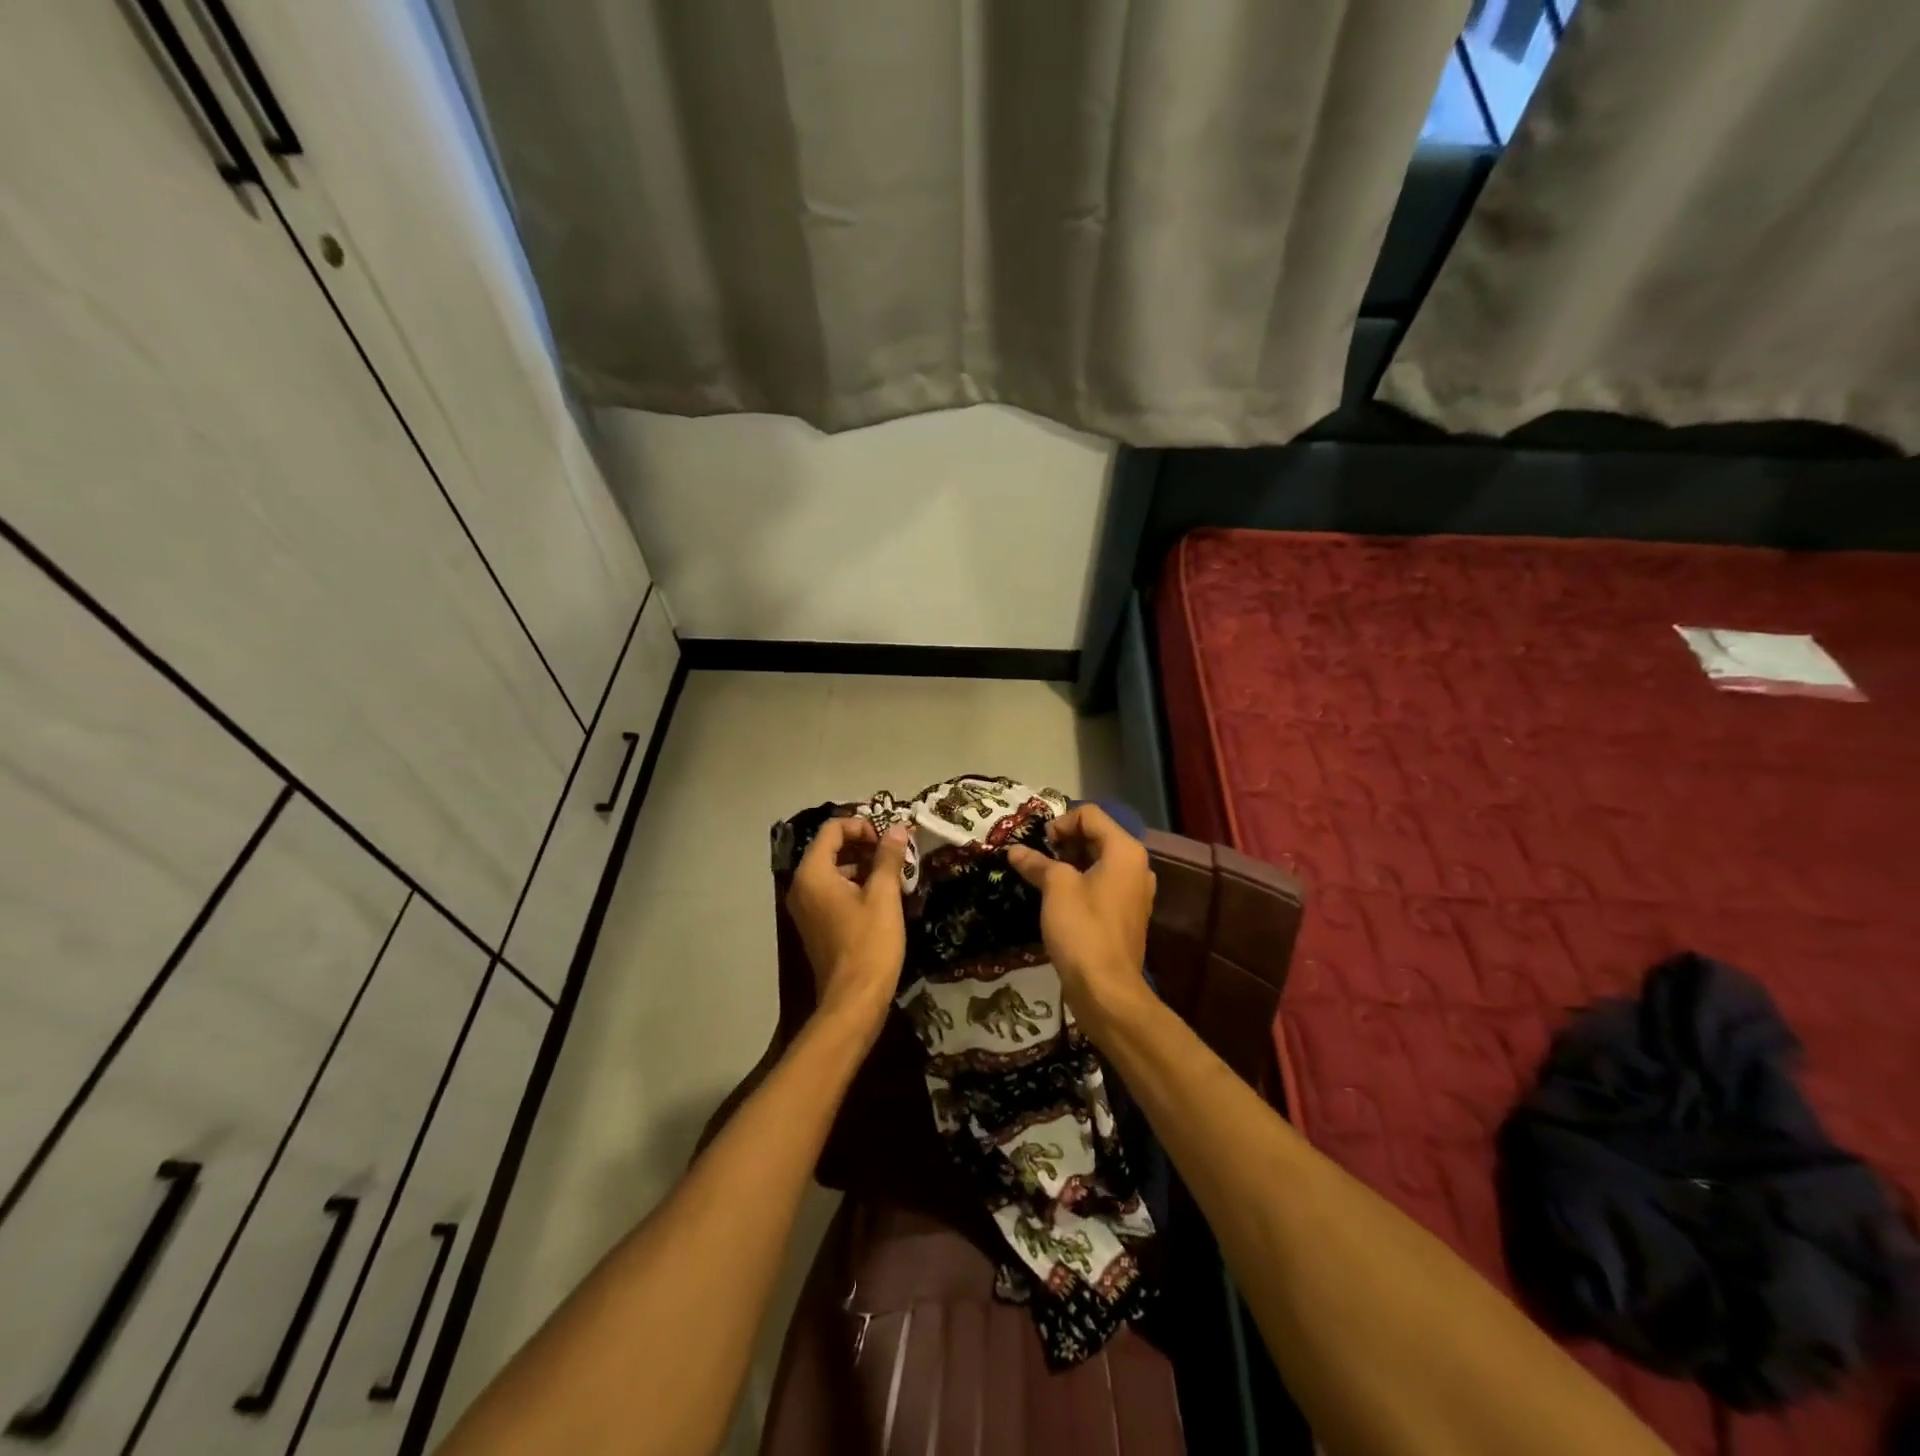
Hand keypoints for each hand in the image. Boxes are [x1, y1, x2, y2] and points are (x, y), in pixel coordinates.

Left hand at [785, 817, 910, 1041]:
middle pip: (830, 848)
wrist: (854, 1000)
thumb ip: (887, 857)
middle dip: (863, 845)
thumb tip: (896, 828)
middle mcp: (801, 886)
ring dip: (861, 865)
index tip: (888, 839)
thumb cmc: (869, 943)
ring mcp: (806, 907)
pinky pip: (831, 891)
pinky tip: (881, 896)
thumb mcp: (883, 895)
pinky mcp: (815, 924)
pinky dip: (854, 885)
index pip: (832, 829)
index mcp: (813, 874)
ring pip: (832, 870)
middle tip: (894, 853)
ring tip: (893, 874)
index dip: (862, 826)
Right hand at [1007, 804, 1155, 1038]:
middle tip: (1036, 859)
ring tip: (1042, 877)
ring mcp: (1134, 891)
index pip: (1090, 814)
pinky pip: (1102, 883)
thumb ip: (1037, 863)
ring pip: (1098, 860)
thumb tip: (1015, 851)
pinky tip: (1057, 898)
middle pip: (1096, 835)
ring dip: (1069, 862)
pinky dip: (1080, 882)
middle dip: (1064, 841)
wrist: (1106, 990)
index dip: (1060, 823)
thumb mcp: (1055, 888)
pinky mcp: (1127, 913)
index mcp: (1125, 850)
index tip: (1039, 845)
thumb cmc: (1083, 929)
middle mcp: (1136, 865)